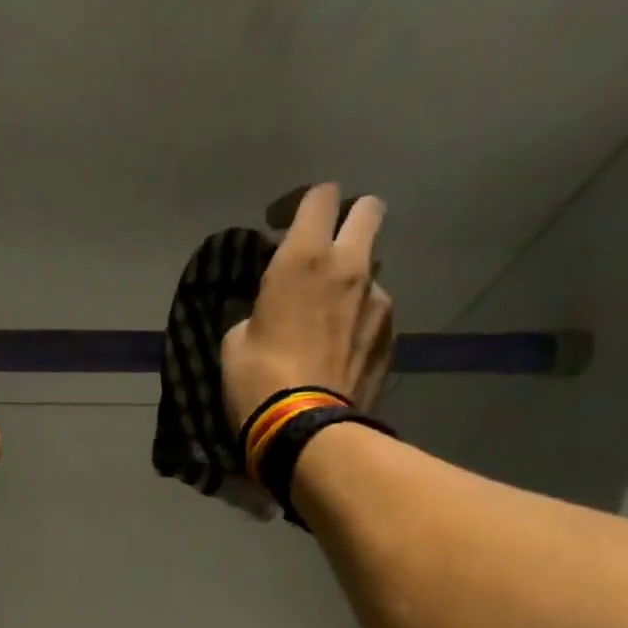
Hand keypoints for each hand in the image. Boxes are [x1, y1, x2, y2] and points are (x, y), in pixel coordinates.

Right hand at [221, 184, 394, 430]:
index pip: (319, 196)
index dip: (301, 204)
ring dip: (353, 279)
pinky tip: (342, 349)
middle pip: (368, 209)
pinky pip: (376, 312)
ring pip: (373, 267)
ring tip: (330, 315)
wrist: (306, 431)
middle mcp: (350, 266)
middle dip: (348, 219)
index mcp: (303, 259)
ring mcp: (379, 299)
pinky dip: (361, 320)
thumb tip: (271, 313)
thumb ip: (259, 311)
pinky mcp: (392, 334)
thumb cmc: (258, 382)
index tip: (282, 226)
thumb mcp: (236, 342)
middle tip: (324, 249)